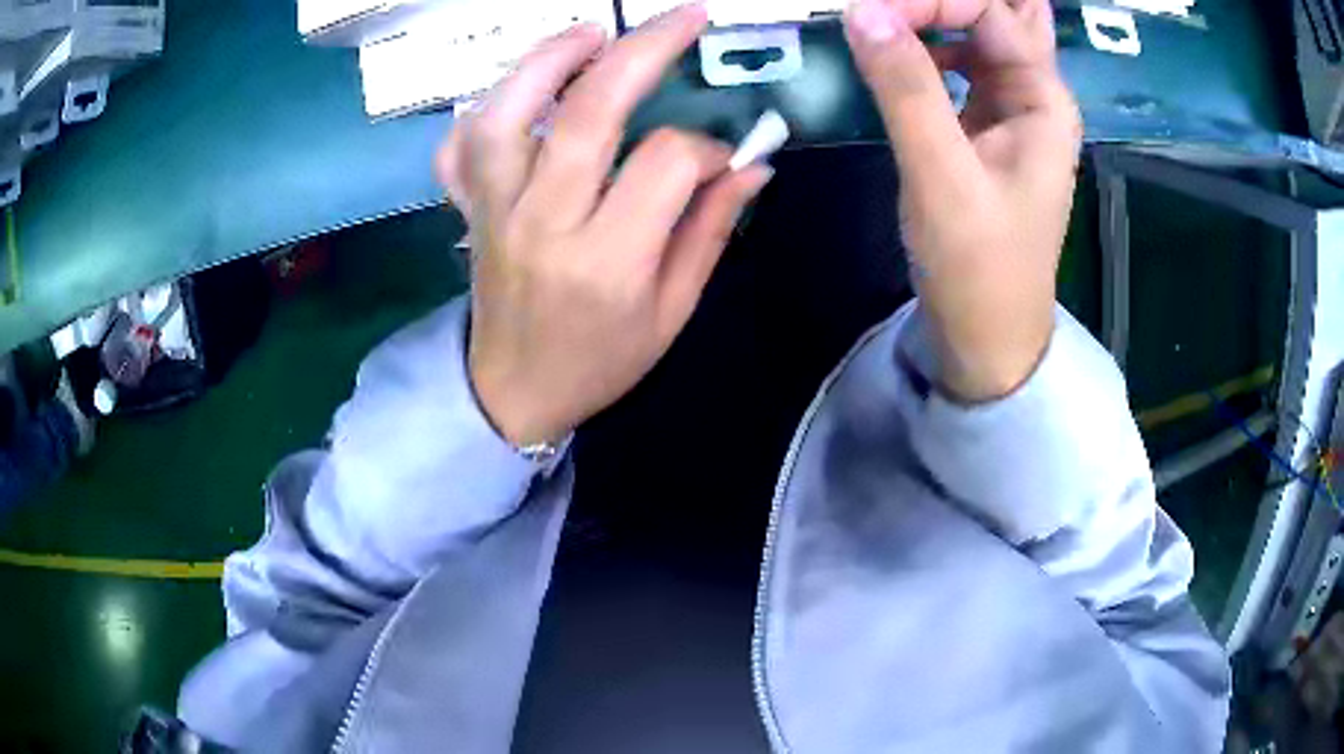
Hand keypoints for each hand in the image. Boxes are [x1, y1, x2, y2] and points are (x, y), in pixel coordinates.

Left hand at [437, 6, 772, 445]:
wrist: (513, 394)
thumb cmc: (599, 361)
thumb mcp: (673, 312)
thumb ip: (711, 231)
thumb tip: (751, 164)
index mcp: (608, 262)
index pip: (664, 163)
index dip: (703, 147)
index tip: (716, 158)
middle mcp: (543, 225)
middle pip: (587, 114)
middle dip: (644, 51)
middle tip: (683, 19)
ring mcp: (494, 213)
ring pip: (508, 115)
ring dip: (549, 60)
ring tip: (591, 34)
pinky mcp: (468, 211)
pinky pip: (459, 148)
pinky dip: (484, 108)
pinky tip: (520, 92)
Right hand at [844, 0, 1081, 401]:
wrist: (987, 337)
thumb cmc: (978, 268)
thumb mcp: (942, 176)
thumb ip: (906, 88)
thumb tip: (861, 11)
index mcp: (1043, 100)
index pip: (989, 10)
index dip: (929, 0)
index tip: (865, 15)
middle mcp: (1035, 93)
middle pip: (1003, 13)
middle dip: (952, 1)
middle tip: (898, 6)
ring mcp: (1011, 108)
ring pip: (982, 31)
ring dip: (940, 14)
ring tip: (889, 17)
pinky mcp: (986, 125)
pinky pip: (962, 61)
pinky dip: (930, 42)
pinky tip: (899, 50)